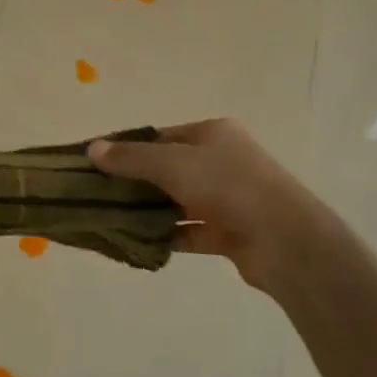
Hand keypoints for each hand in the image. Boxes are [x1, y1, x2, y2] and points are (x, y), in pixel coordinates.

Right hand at [88, 119, 346, 291]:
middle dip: (135, 181)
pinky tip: (141, 242)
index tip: (96, 163)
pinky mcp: (232, 232)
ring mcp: (229, 197)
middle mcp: (223, 160)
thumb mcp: (172, 163)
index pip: (161, 136)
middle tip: (98, 194)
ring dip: (151, 210)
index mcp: (213, 133)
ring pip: (179, 200)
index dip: (128, 147)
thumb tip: (92, 149)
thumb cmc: (228, 186)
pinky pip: (192, 230)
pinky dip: (169, 235)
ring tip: (112, 219)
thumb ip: (131, 158)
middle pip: (168, 168)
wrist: (285, 241)